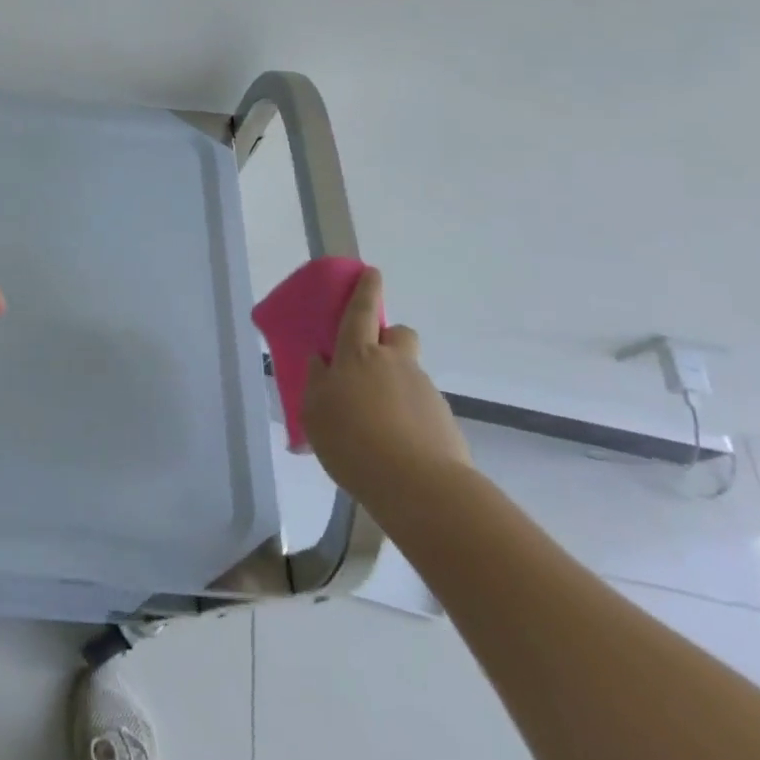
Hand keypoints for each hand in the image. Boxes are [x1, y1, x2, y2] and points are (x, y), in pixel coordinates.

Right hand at [301, 267, 471, 507]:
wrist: (419, 488)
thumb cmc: (352, 441)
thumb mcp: (314, 411)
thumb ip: (316, 382)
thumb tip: (320, 363)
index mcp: (358, 355)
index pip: (361, 311)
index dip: (365, 290)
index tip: (372, 271)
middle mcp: (394, 363)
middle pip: (399, 335)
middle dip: (389, 339)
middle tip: (370, 365)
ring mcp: (424, 391)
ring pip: (409, 374)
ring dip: (396, 386)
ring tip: (377, 425)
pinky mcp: (445, 421)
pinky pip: (421, 407)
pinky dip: (409, 418)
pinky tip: (396, 447)